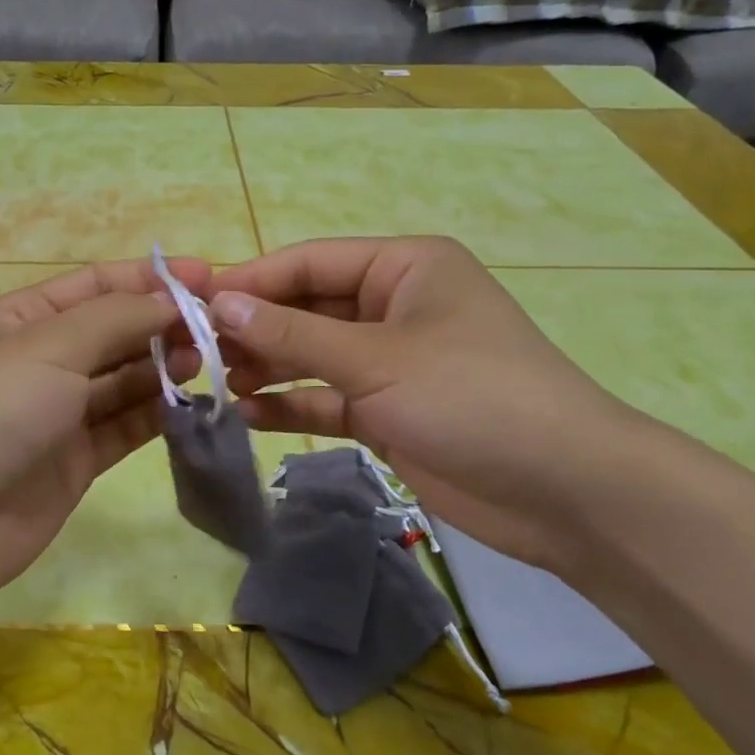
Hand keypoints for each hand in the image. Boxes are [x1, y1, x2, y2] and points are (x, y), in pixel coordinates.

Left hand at [0, 259, 208, 618]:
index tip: (209, 277)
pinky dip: (156, 415)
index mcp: (23, 319)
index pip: (97, 285)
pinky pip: (124, 428)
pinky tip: (192, 404)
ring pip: (124, 381)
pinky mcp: (75, 462)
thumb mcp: (48, 347)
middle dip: (163, 324)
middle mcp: (42, 361)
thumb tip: (170, 300)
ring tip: (208, 362)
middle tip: (220, 329)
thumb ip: (115, 320)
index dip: (151, 278)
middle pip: (115, 332)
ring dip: (164, 368)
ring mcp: (58, 414)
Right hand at [210, 237, 648, 574]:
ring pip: (312, 357)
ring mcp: (390, 363)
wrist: (563, 492)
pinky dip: (292, 405)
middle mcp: (393, 307)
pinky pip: (327, 399)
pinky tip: (248, 415)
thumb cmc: (471, 397)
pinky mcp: (388, 411)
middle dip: (255, 330)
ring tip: (216, 384)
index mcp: (403, 268)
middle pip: (307, 310)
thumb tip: (219, 303)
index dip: (250, 281)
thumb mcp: (375, 359)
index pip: (309, 263)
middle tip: (196, 351)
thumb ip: (292, 335)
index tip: (192, 302)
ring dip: (268, 368)